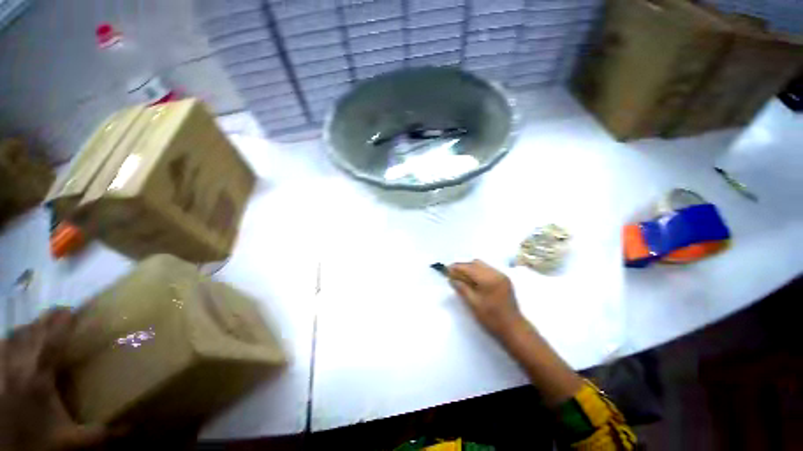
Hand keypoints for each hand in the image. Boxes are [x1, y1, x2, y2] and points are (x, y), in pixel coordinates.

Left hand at [0, 308, 106, 450]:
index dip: (63, 323)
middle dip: (46, 320)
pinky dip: (11, 339)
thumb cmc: (38, 443)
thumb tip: (131, 427)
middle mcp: (18, 367)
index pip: (52, 341)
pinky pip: (1, 347)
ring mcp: (1, 370)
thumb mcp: (72, 442)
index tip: (76, 310)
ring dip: (29, 327)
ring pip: (13, 336)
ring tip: (41, 325)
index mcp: (38, 378)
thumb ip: (100, 434)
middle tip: (63, 311)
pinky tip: (15, 341)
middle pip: (31, 333)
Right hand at [448, 260, 523, 337]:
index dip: (456, 267)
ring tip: (462, 278)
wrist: (514, 329)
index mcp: (488, 279)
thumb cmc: (492, 319)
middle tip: (453, 275)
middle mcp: (496, 273)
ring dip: (471, 269)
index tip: (446, 269)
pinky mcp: (504, 280)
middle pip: (475, 263)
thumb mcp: (473, 304)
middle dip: (463, 267)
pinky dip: (478, 272)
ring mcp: (502, 276)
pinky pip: (488, 270)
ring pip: (482, 265)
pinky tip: (473, 281)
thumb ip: (462, 288)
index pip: (469, 268)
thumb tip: (451, 278)